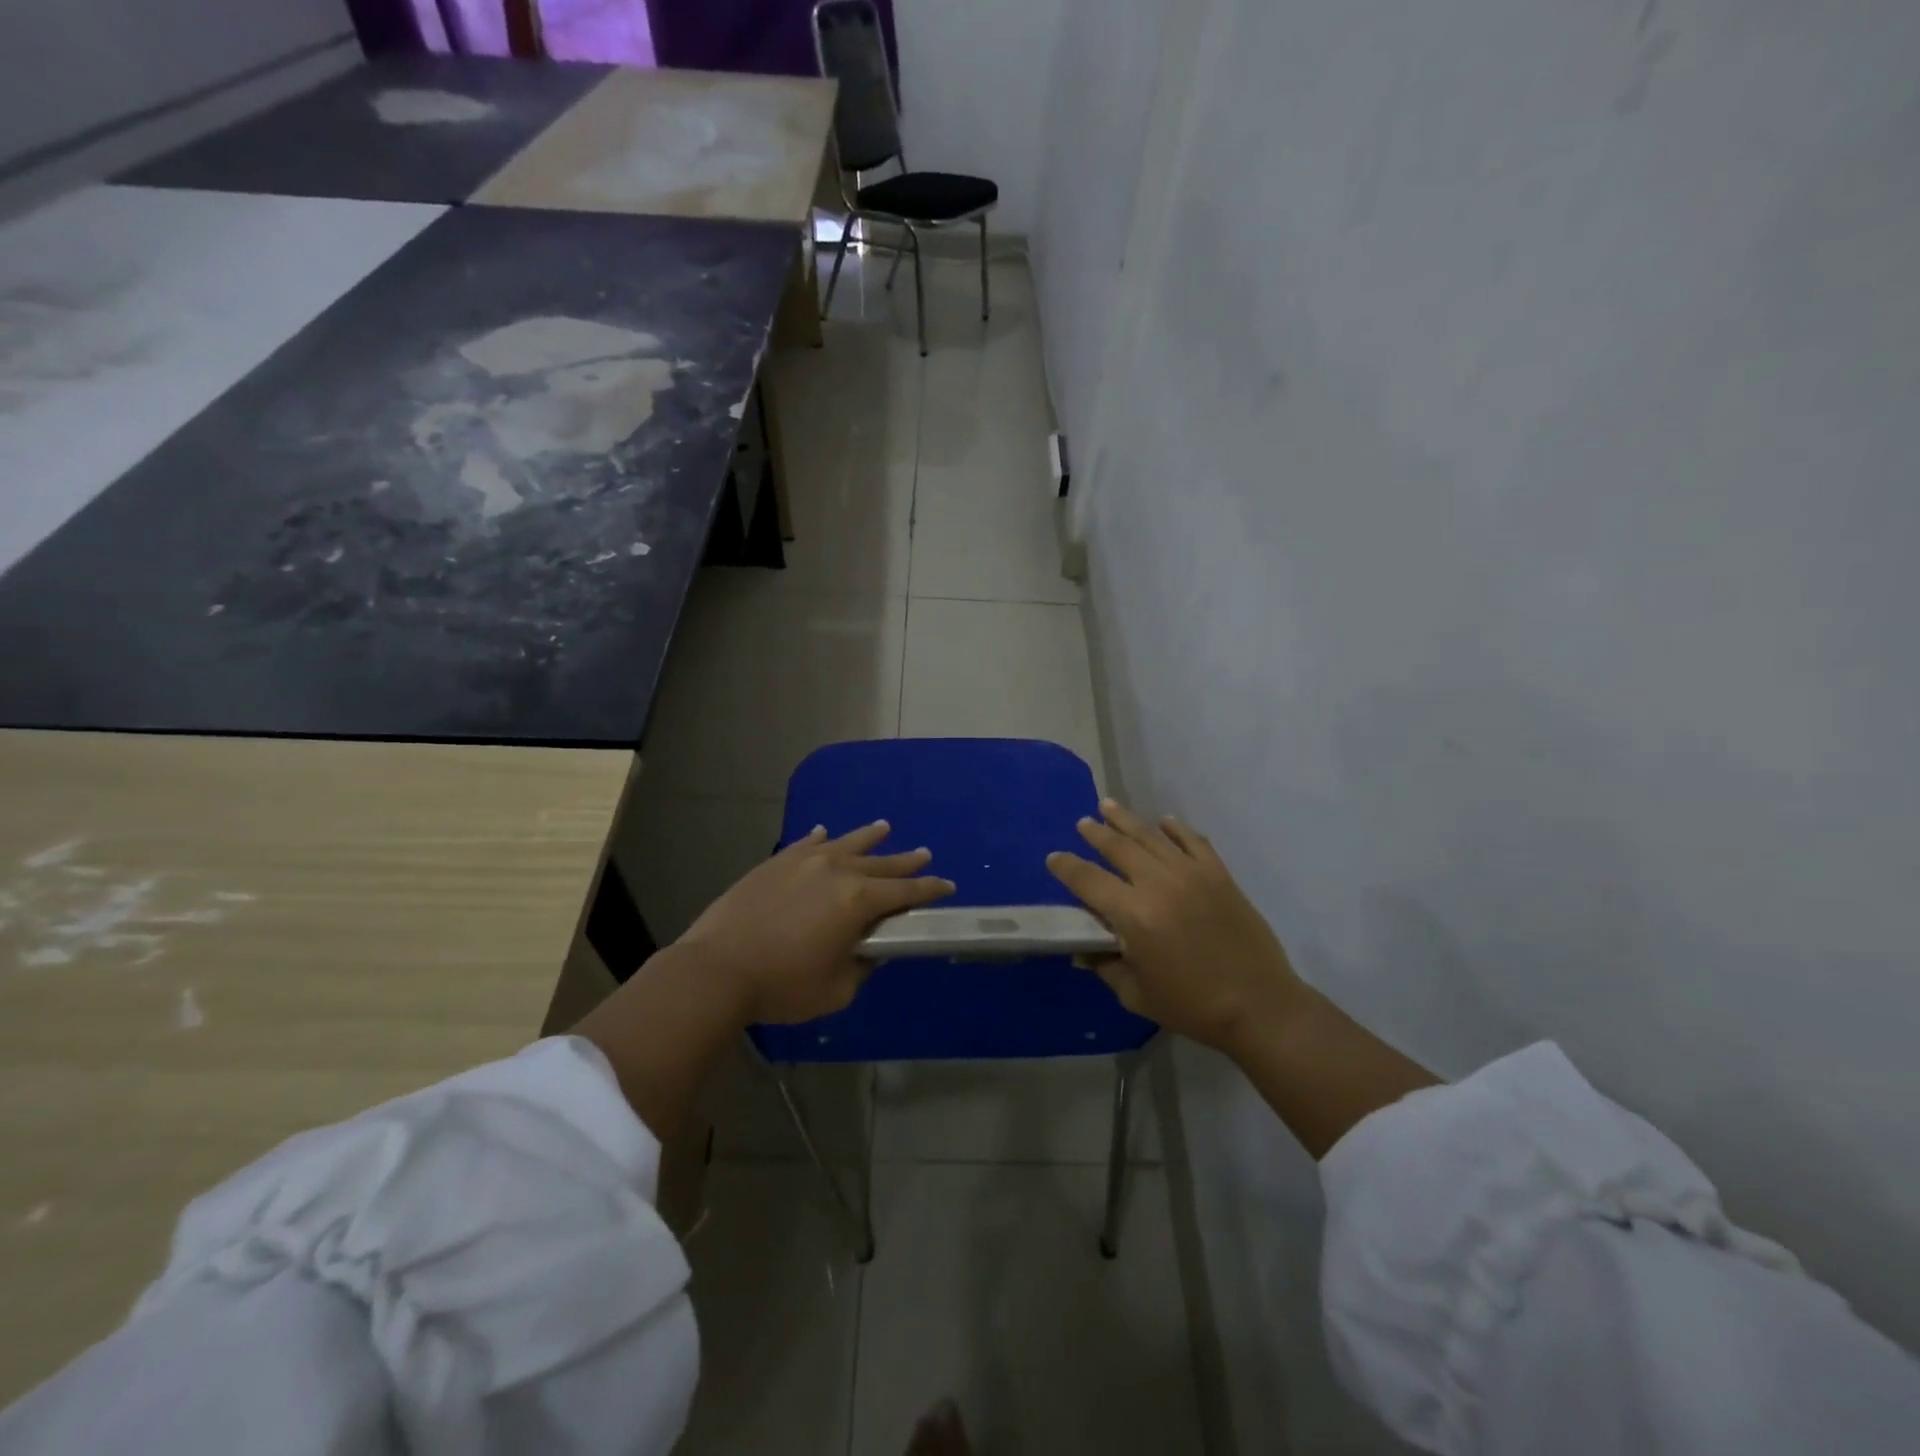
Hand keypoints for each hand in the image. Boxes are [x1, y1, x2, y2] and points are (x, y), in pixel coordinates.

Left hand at [678, 821, 954, 1024]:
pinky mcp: (776, 862)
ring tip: (885, 827)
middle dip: (906, 862)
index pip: (905, 892)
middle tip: (924, 855)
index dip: (930, 889)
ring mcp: (804, 861)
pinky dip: (820, 838)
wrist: (718, 968)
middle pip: (881, 863)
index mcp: (858, 900)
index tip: (947, 885)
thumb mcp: (837, 988)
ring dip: (869, 837)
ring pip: (846, 843)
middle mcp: (837, 870)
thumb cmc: (783, 985)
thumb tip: (871, 947)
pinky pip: (806, 843)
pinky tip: (824, 832)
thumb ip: (863, 965)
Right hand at [1046, 800, 1308, 1053]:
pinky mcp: (1219, 875)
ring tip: (1109, 806)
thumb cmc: (1192, 1006)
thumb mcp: (1136, 995)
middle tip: (1083, 822)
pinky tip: (1165, 822)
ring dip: (1127, 820)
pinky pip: (1193, 841)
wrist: (1260, 1006)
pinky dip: (1176, 829)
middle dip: (1096, 833)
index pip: (1089, 881)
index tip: (1054, 858)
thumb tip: (1083, 950)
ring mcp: (1192, 874)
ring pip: (1152, 837)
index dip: (1067, 867)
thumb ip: (1105, 966)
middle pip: (1119, 848)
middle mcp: (1159, 884)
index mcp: (1134, 915)